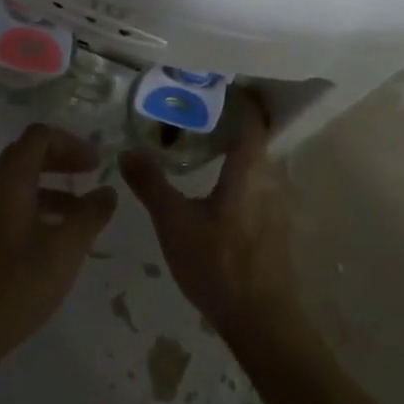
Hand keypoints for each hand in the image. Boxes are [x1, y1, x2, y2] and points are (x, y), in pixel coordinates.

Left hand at [0, 124, 116, 376]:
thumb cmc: (16, 287)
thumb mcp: (65, 250)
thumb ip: (90, 216)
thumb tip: (108, 191)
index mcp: (9, 183)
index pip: (39, 137)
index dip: (72, 143)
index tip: (98, 163)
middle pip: (27, 154)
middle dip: (62, 159)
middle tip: (91, 174)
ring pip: (20, 183)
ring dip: (53, 186)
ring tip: (83, 211)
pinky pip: (12, 206)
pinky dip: (39, 207)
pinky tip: (57, 237)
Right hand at [120, 100, 307, 343]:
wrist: (261, 320)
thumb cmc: (218, 264)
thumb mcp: (174, 222)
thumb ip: (151, 184)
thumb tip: (126, 151)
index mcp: (250, 167)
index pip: (251, 117)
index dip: (237, 97)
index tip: (213, 83)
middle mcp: (271, 176)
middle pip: (255, 135)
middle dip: (229, 119)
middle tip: (194, 109)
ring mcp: (277, 201)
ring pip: (256, 160)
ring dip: (233, 147)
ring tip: (200, 140)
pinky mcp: (276, 222)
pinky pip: (258, 181)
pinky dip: (239, 171)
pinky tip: (215, 182)